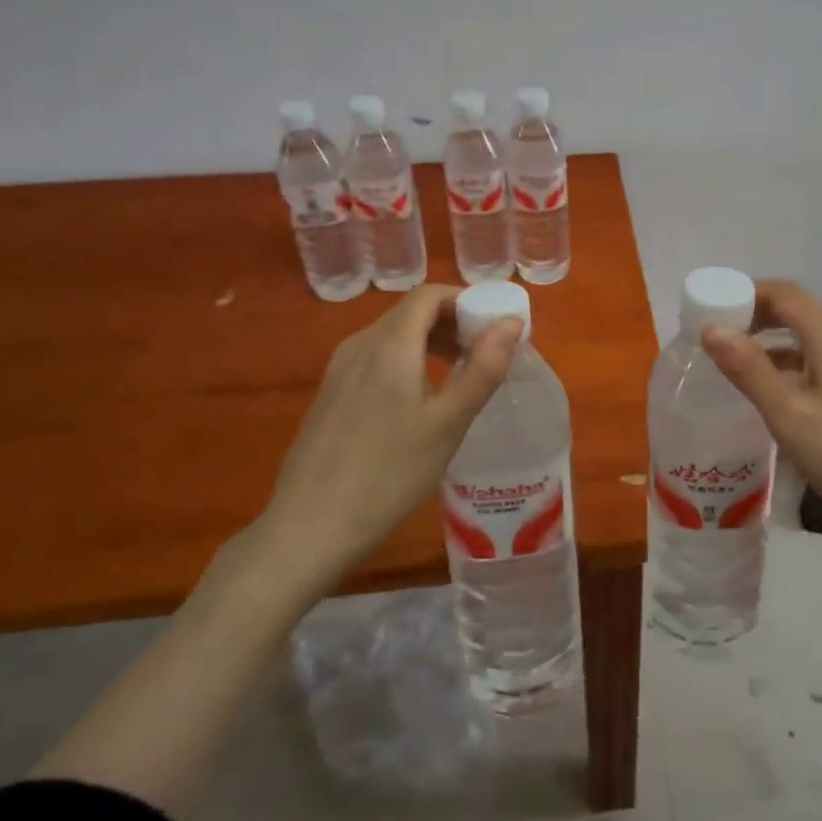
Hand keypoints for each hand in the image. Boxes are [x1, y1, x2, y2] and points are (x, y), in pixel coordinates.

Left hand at [247, 285, 521, 595]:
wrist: (311, 526)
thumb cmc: (391, 472)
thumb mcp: (449, 422)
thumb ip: (484, 368)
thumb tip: (510, 323)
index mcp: (390, 344)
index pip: (429, 294)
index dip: (466, 300)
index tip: (494, 325)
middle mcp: (360, 344)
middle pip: (411, 312)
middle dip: (453, 322)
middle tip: (485, 352)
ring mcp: (339, 369)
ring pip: (393, 335)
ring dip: (430, 341)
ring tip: (460, 374)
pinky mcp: (330, 393)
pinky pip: (375, 357)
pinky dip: (407, 360)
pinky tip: (419, 399)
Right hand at [701, 280, 821, 540]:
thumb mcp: (788, 413)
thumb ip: (748, 368)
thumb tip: (711, 328)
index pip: (783, 292)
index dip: (745, 294)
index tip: (711, 313)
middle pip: (795, 308)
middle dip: (754, 315)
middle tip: (717, 339)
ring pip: (806, 334)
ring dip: (770, 340)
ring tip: (734, 364)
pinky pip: (817, 356)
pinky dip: (789, 361)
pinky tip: (771, 390)